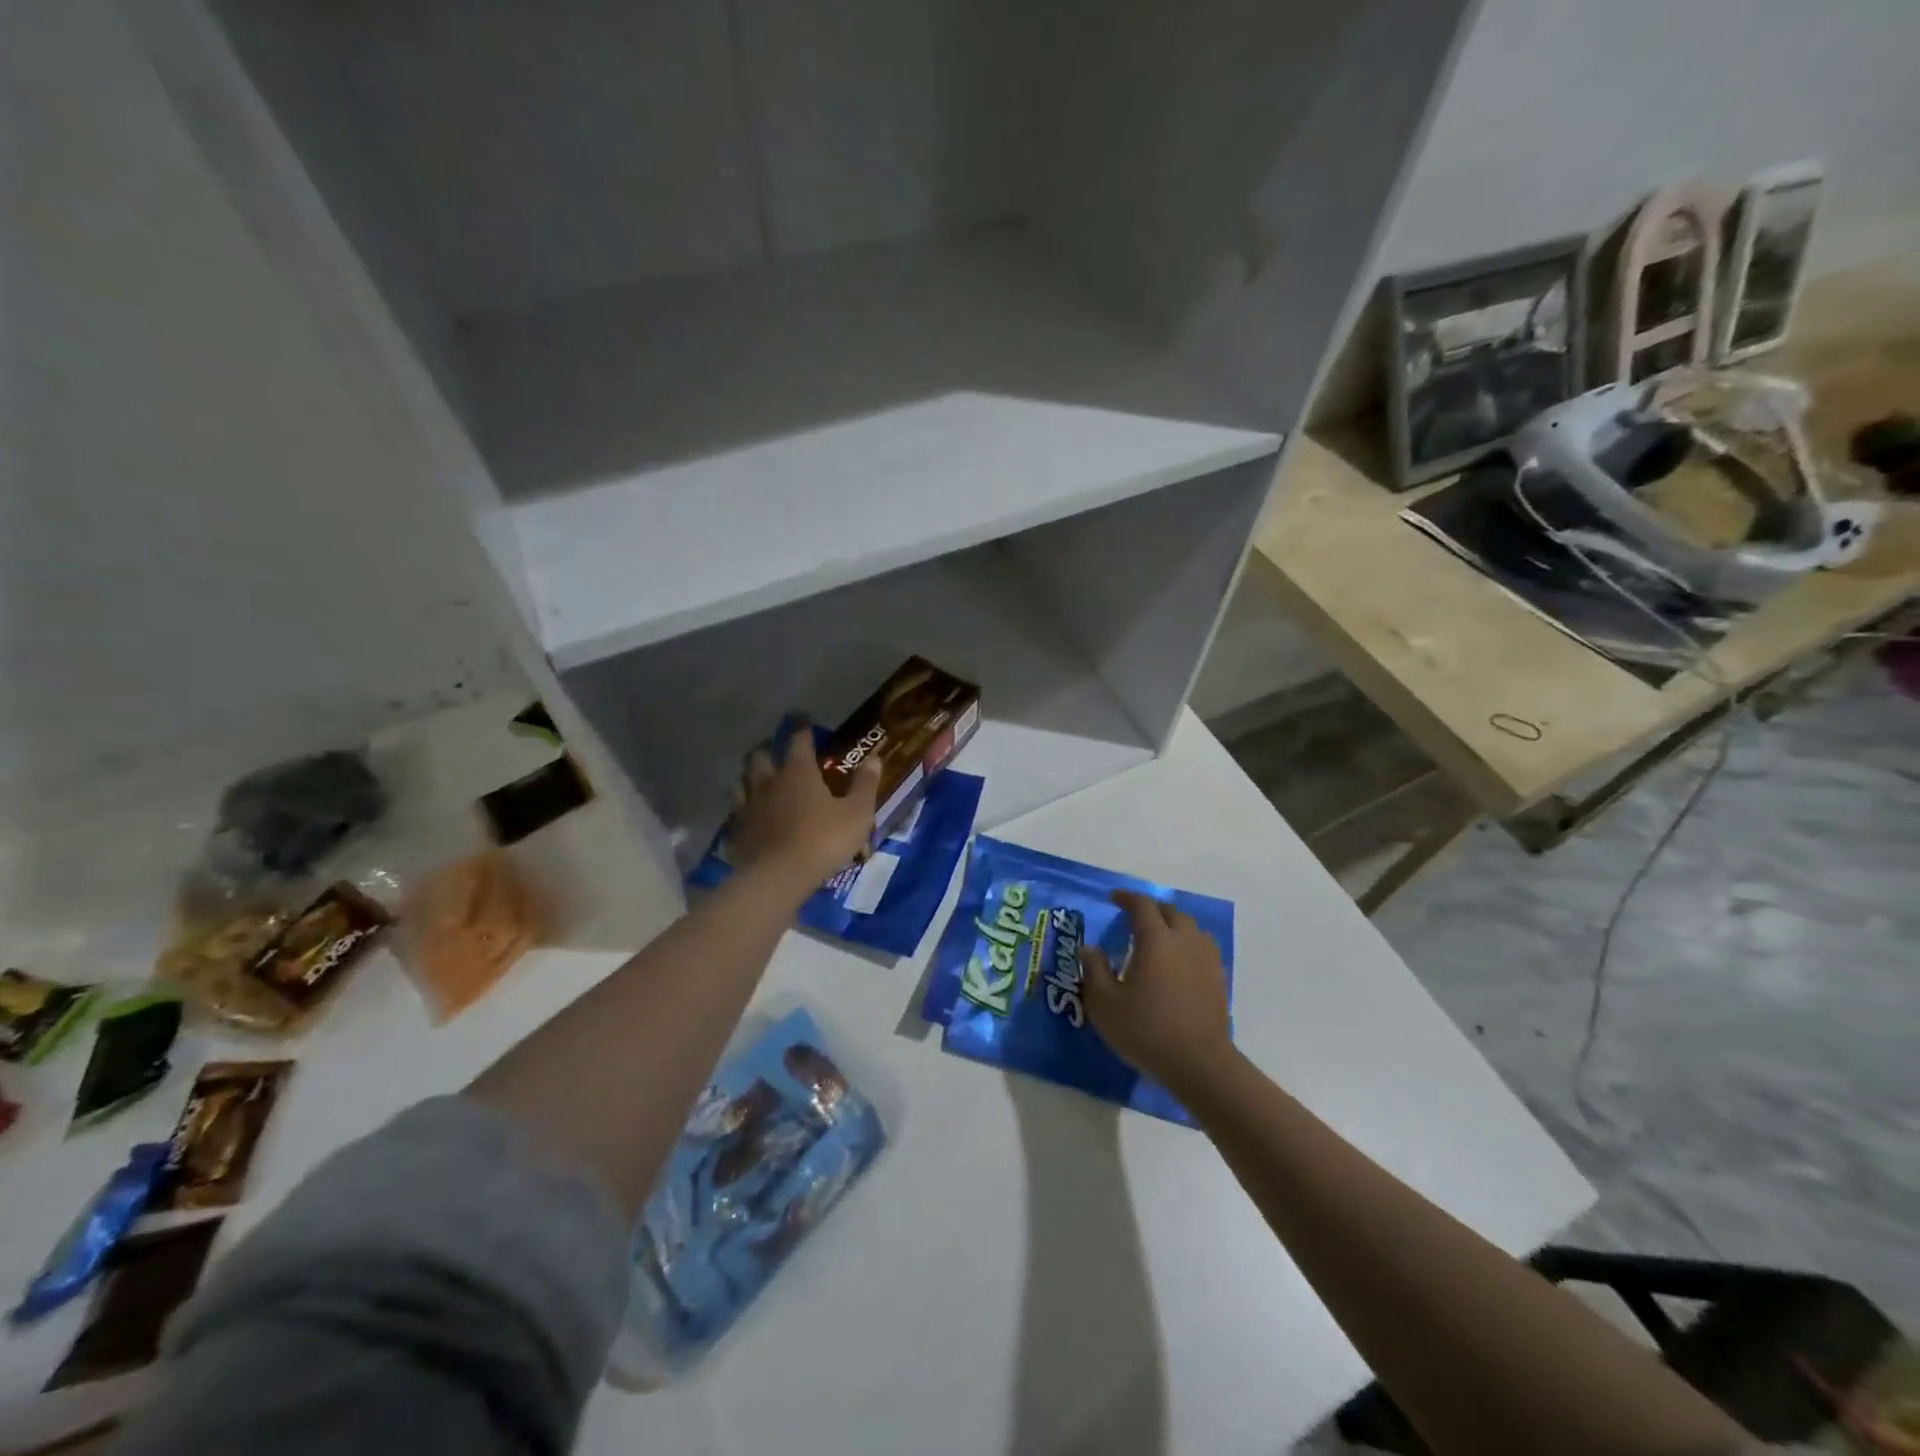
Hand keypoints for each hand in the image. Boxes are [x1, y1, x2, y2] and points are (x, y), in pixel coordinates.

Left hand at [728, 726, 880, 891]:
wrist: (779, 877)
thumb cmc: (823, 840)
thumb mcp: (857, 814)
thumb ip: (865, 785)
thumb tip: (874, 758)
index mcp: (798, 771)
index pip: (799, 740)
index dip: (804, 732)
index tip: (808, 728)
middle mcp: (768, 781)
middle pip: (760, 756)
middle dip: (769, 751)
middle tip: (780, 756)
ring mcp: (748, 806)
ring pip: (742, 782)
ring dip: (751, 779)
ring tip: (761, 784)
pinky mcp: (737, 831)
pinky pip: (737, 812)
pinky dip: (744, 810)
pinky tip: (751, 817)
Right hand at [1081, 890, 1233, 1096]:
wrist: (1199, 1063)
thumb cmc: (1146, 1030)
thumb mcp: (1104, 1004)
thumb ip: (1094, 970)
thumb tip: (1090, 948)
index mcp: (1156, 939)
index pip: (1142, 905)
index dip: (1127, 898)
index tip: (1114, 898)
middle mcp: (1184, 940)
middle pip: (1170, 911)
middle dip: (1151, 909)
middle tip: (1133, 917)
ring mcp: (1206, 958)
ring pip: (1191, 927)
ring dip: (1172, 924)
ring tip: (1158, 937)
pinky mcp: (1218, 978)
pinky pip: (1202, 946)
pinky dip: (1188, 944)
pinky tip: (1178, 961)